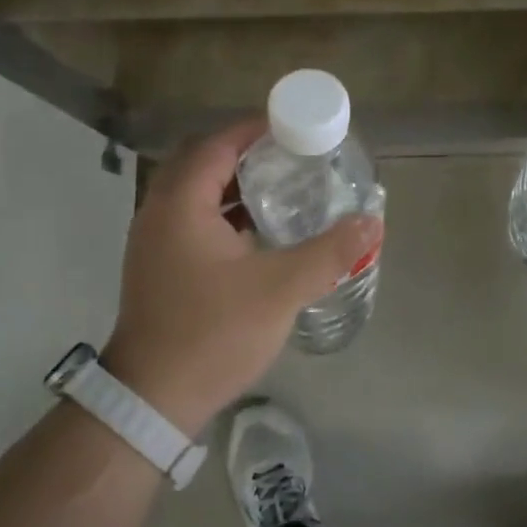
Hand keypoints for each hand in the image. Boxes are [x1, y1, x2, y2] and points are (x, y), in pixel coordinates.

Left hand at [101, 119, 382, 433]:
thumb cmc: (213, 334)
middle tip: (291, 157)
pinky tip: (258, 233)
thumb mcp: (280, 290)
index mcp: (180, 204)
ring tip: (282, 189)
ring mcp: (154, 242)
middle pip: (203, 163)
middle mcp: (159, 213)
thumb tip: (372, 223)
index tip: (294, 127)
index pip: (217, 144)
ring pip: (196, 195)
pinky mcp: (159, 268)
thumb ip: (329, 252)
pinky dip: (223, 215)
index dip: (255, 129)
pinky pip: (192, 222)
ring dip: (234, 186)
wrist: (153, 399)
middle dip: (246, 154)